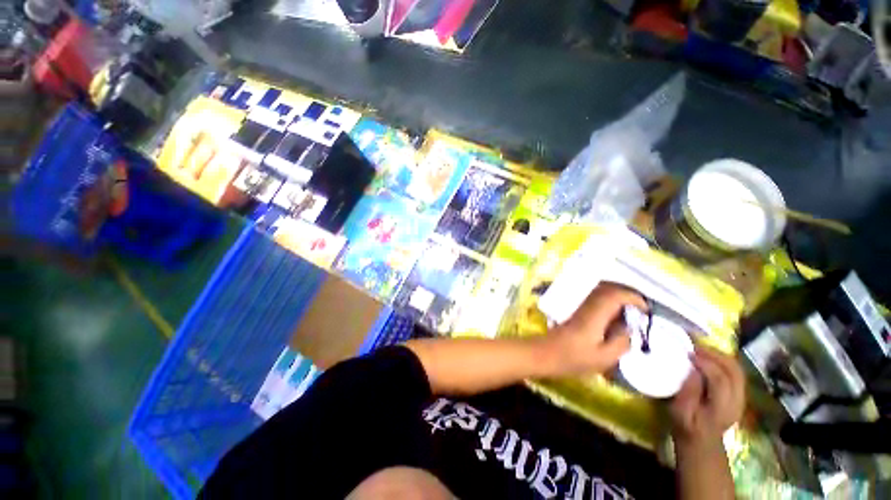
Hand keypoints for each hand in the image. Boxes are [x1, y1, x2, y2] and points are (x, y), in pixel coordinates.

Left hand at [546, 283, 644, 376]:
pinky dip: (609, 303)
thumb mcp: (603, 358)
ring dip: (618, 297)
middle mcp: (587, 307)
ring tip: (632, 313)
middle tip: (642, 309)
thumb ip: (621, 343)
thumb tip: (630, 330)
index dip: (633, 298)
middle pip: (607, 289)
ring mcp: (581, 308)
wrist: (546, 353)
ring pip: (601, 293)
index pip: (614, 295)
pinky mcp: (577, 313)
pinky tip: (615, 319)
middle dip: (627, 294)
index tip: (646, 310)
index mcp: (595, 315)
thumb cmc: (573, 359)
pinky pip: (596, 301)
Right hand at [670, 345, 745, 447]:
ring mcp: (741, 398)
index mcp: (722, 408)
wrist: (701, 443)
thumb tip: (693, 370)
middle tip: (695, 345)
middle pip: (734, 372)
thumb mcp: (679, 412)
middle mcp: (737, 401)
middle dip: (715, 354)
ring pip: (737, 370)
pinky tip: (708, 357)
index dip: (705, 363)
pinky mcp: (739, 394)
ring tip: (701, 347)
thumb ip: (688, 392)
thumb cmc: (686, 427)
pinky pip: (735, 372)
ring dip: (720, 355)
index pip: (720, 380)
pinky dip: (722, 361)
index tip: (688, 353)